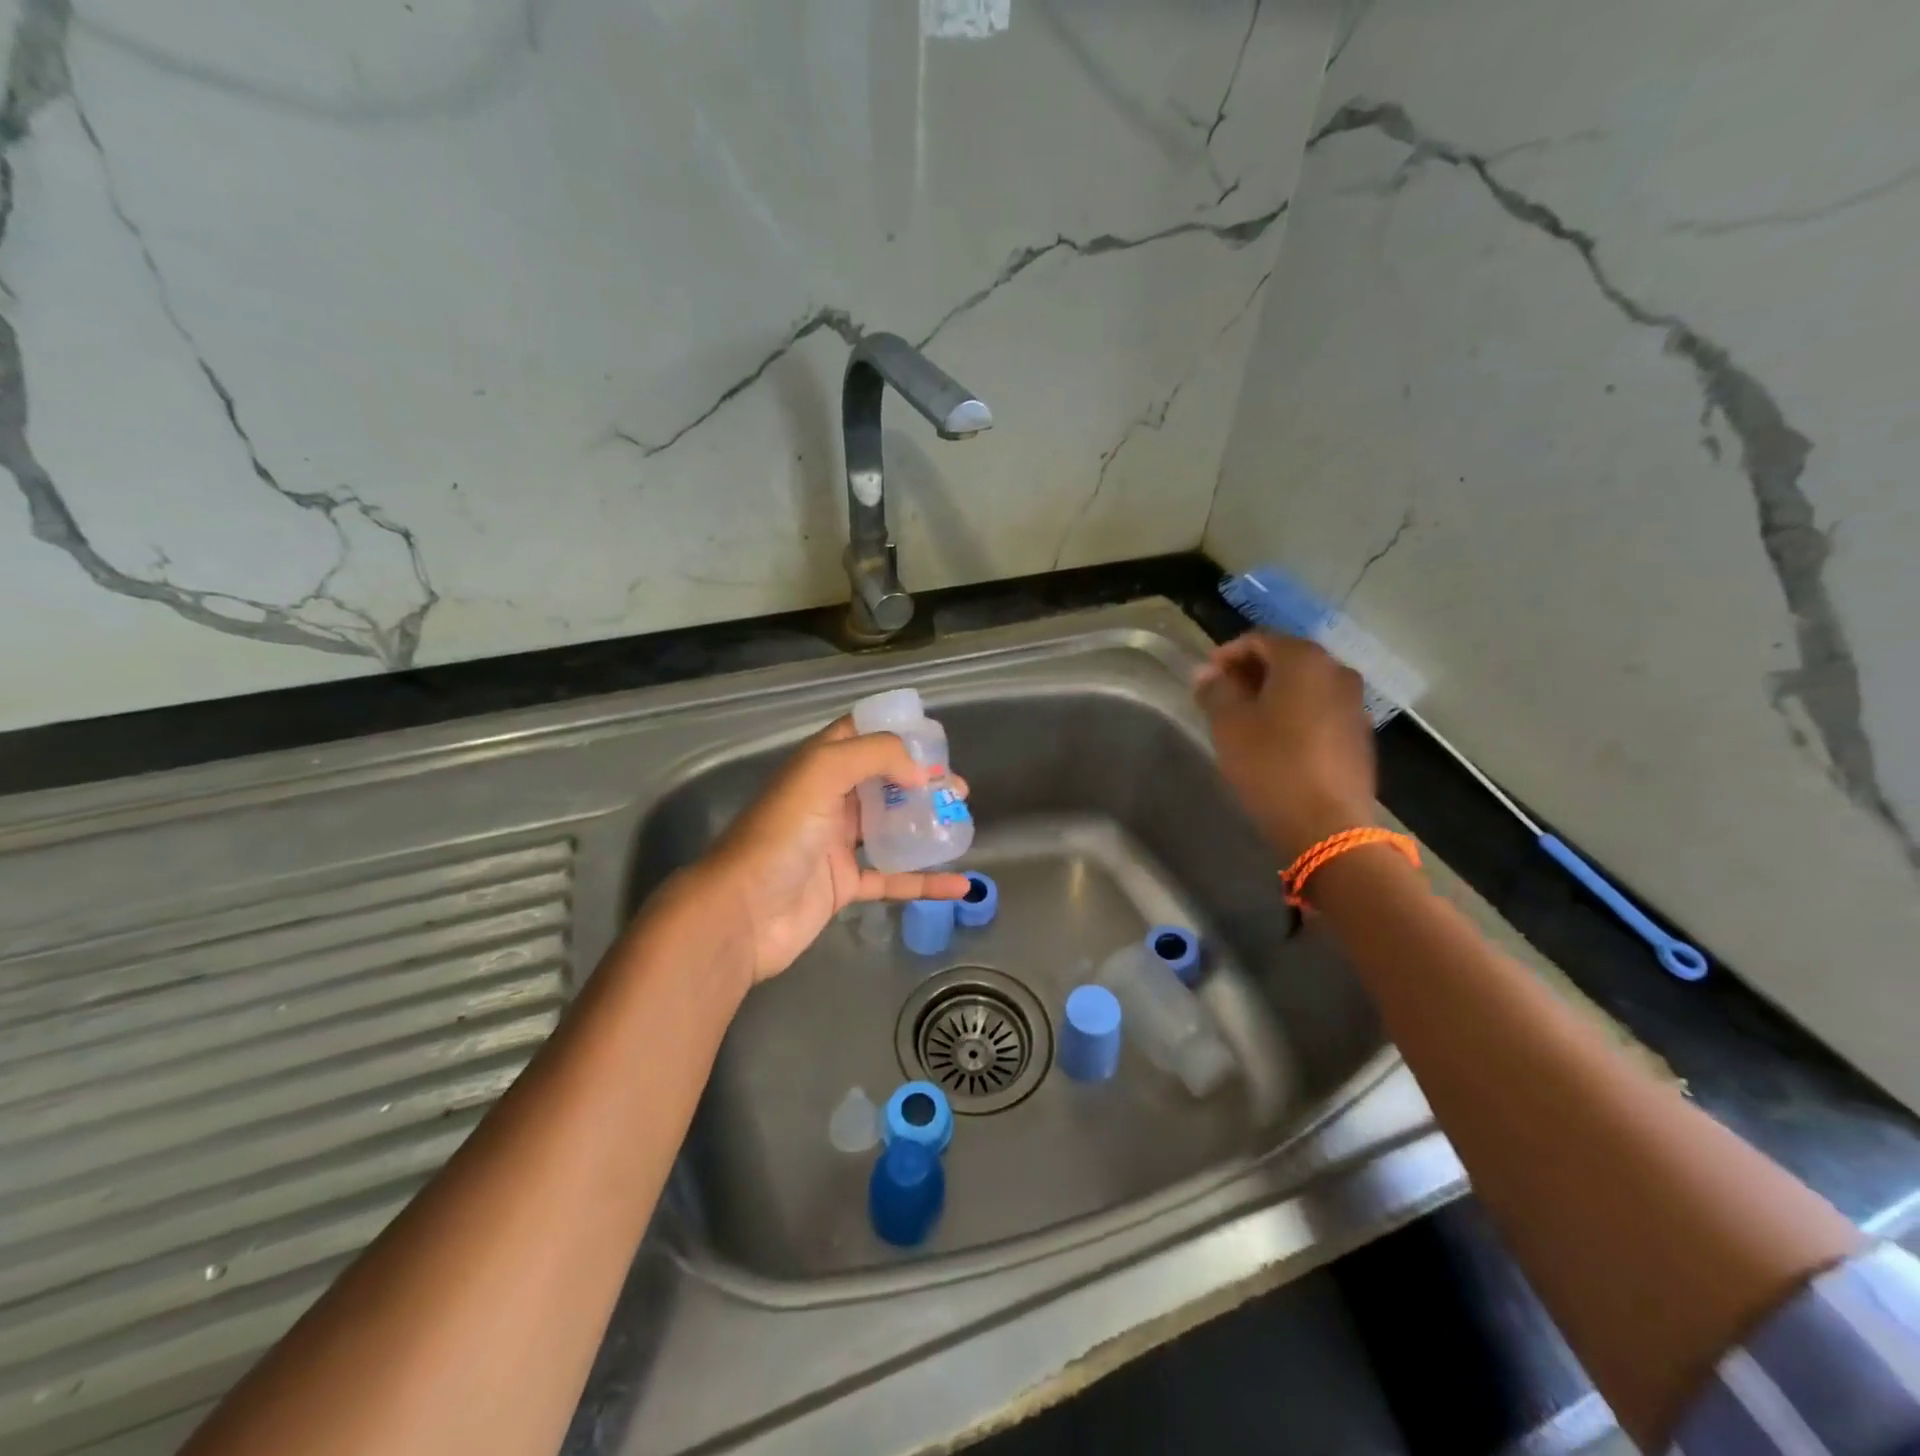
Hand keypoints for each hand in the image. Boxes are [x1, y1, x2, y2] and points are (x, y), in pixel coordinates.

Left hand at [676, 718, 970, 984]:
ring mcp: (837, 844)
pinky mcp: (844, 885)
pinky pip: (893, 879)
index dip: (894, 731)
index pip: (858, 734)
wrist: (742, 913)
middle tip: (956, 789)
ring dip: (924, 823)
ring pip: (890, 827)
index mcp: (819, 766)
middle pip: (882, 781)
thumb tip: (920, 773)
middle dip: (921, 780)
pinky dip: (925, 881)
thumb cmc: (780, 835)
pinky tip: (960, 885)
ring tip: (960, 821)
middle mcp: (829, 799)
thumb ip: (874, 756)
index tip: (934, 740)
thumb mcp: (822, 773)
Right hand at [1193, 633, 1377, 861]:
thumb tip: (1206, 674)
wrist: (1327, 825)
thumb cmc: (1271, 764)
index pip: (1259, 639)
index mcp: (1304, 659)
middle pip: (1286, 659)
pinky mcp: (1359, 735)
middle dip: (1250, 673)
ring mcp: (1354, 703)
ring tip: (1244, 719)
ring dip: (1273, 694)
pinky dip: (1295, 714)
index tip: (1204, 677)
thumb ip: (1215, 690)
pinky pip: (1319, 710)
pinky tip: (1274, 739)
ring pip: (1305, 686)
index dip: (1227, 654)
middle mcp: (1337, 671)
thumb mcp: (1229, 724)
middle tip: (1220, 696)